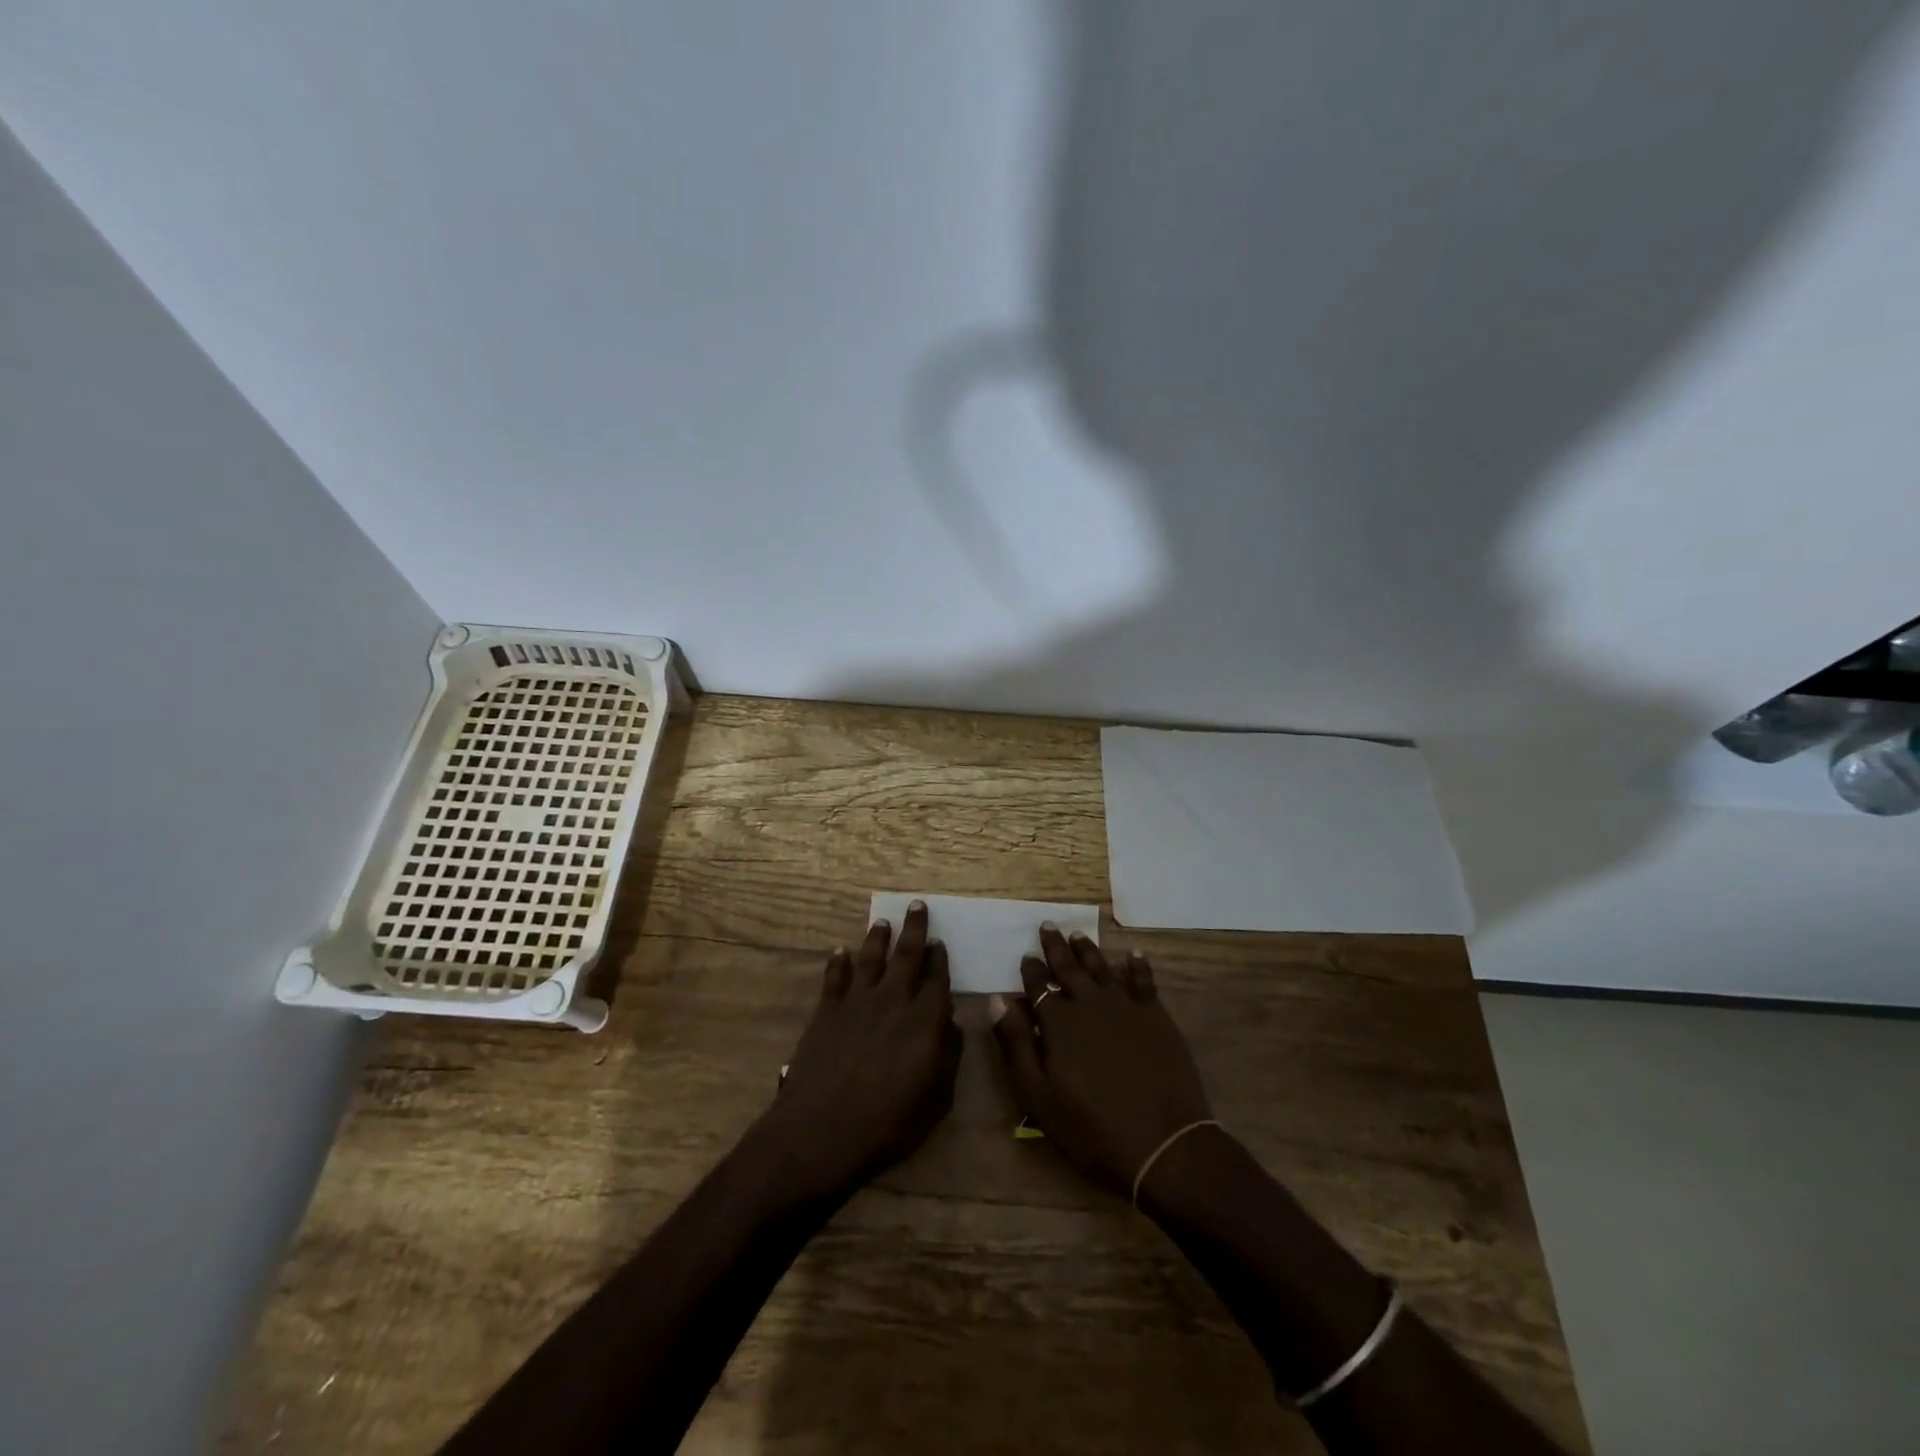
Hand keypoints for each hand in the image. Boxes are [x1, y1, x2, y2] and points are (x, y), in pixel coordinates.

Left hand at [751, 902, 960, 1203]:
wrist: (823, 1132)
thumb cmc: (889, 1124)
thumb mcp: (937, 1100)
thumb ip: (949, 1057)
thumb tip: (952, 1024)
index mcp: (925, 1020)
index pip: (938, 979)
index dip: (940, 959)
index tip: (940, 942)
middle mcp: (894, 1001)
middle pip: (907, 955)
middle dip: (915, 929)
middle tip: (916, 906)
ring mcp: (857, 1003)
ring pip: (871, 959)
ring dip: (878, 938)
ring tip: (883, 922)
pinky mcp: (827, 1012)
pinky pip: (834, 978)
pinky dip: (838, 962)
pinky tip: (840, 951)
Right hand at [990, 925, 1210, 1191]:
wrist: (1163, 1144)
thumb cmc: (1092, 1128)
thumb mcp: (1039, 1096)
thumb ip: (1016, 1044)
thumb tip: (997, 999)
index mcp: (1059, 1023)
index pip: (1039, 986)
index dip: (1031, 970)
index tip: (1025, 955)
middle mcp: (1090, 1004)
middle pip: (1069, 968)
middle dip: (1056, 947)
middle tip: (1048, 926)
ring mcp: (1126, 1007)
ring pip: (1102, 968)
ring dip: (1088, 950)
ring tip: (1078, 934)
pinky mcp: (1156, 1017)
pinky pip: (1143, 981)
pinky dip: (1137, 966)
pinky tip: (1134, 955)